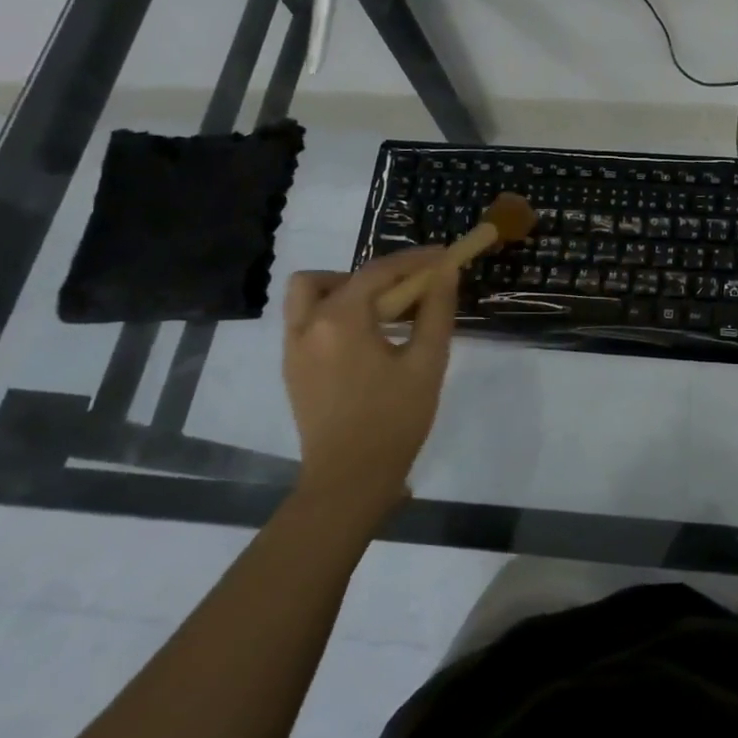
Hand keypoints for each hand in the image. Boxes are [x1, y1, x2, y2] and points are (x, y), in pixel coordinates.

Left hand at [282, 248, 457, 525]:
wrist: (349, 481)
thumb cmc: (394, 420)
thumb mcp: (427, 363)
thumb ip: (436, 310)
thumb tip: (446, 270)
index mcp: (340, 320)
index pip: (378, 272)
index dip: (414, 260)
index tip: (444, 256)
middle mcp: (307, 326)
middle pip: (332, 277)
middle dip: (373, 275)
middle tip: (406, 292)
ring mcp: (293, 349)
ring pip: (309, 297)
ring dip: (344, 292)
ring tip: (382, 314)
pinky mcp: (292, 370)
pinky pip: (307, 323)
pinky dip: (334, 316)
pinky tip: (366, 341)